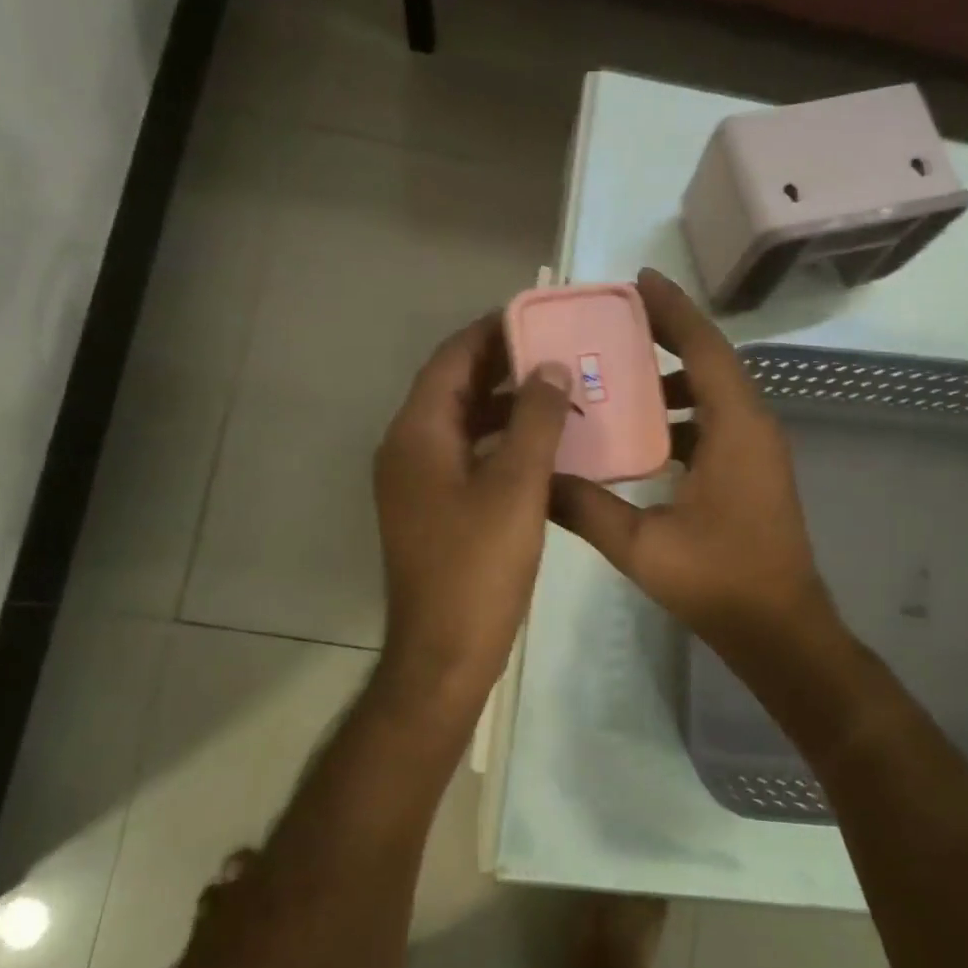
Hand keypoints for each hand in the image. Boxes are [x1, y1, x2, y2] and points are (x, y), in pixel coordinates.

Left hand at [373, 315, 574, 715]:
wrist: (444, 653)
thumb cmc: (479, 567)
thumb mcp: (517, 486)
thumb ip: (535, 419)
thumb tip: (549, 366)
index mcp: (417, 434)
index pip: (451, 359)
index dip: (491, 332)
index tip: (537, 314)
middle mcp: (407, 450)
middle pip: (455, 389)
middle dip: (503, 366)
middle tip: (559, 350)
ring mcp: (417, 483)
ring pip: (464, 425)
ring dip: (506, 406)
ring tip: (560, 392)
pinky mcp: (433, 511)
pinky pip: (468, 458)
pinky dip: (502, 444)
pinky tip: (544, 448)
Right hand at [549, 269, 835, 659]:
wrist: (780, 630)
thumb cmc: (719, 581)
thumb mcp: (641, 546)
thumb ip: (585, 507)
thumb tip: (536, 478)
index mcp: (735, 428)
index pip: (704, 347)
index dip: (672, 310)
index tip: (639, 280)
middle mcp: (752, 426)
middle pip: (710, 361)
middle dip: (666, 336)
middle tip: (612, 323)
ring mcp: (756, 450)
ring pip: (713, 394)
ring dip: (671, 379)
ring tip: (617, 375)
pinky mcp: (751, 473)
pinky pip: (714, 424)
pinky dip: (679, 416)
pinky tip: (640, 436)